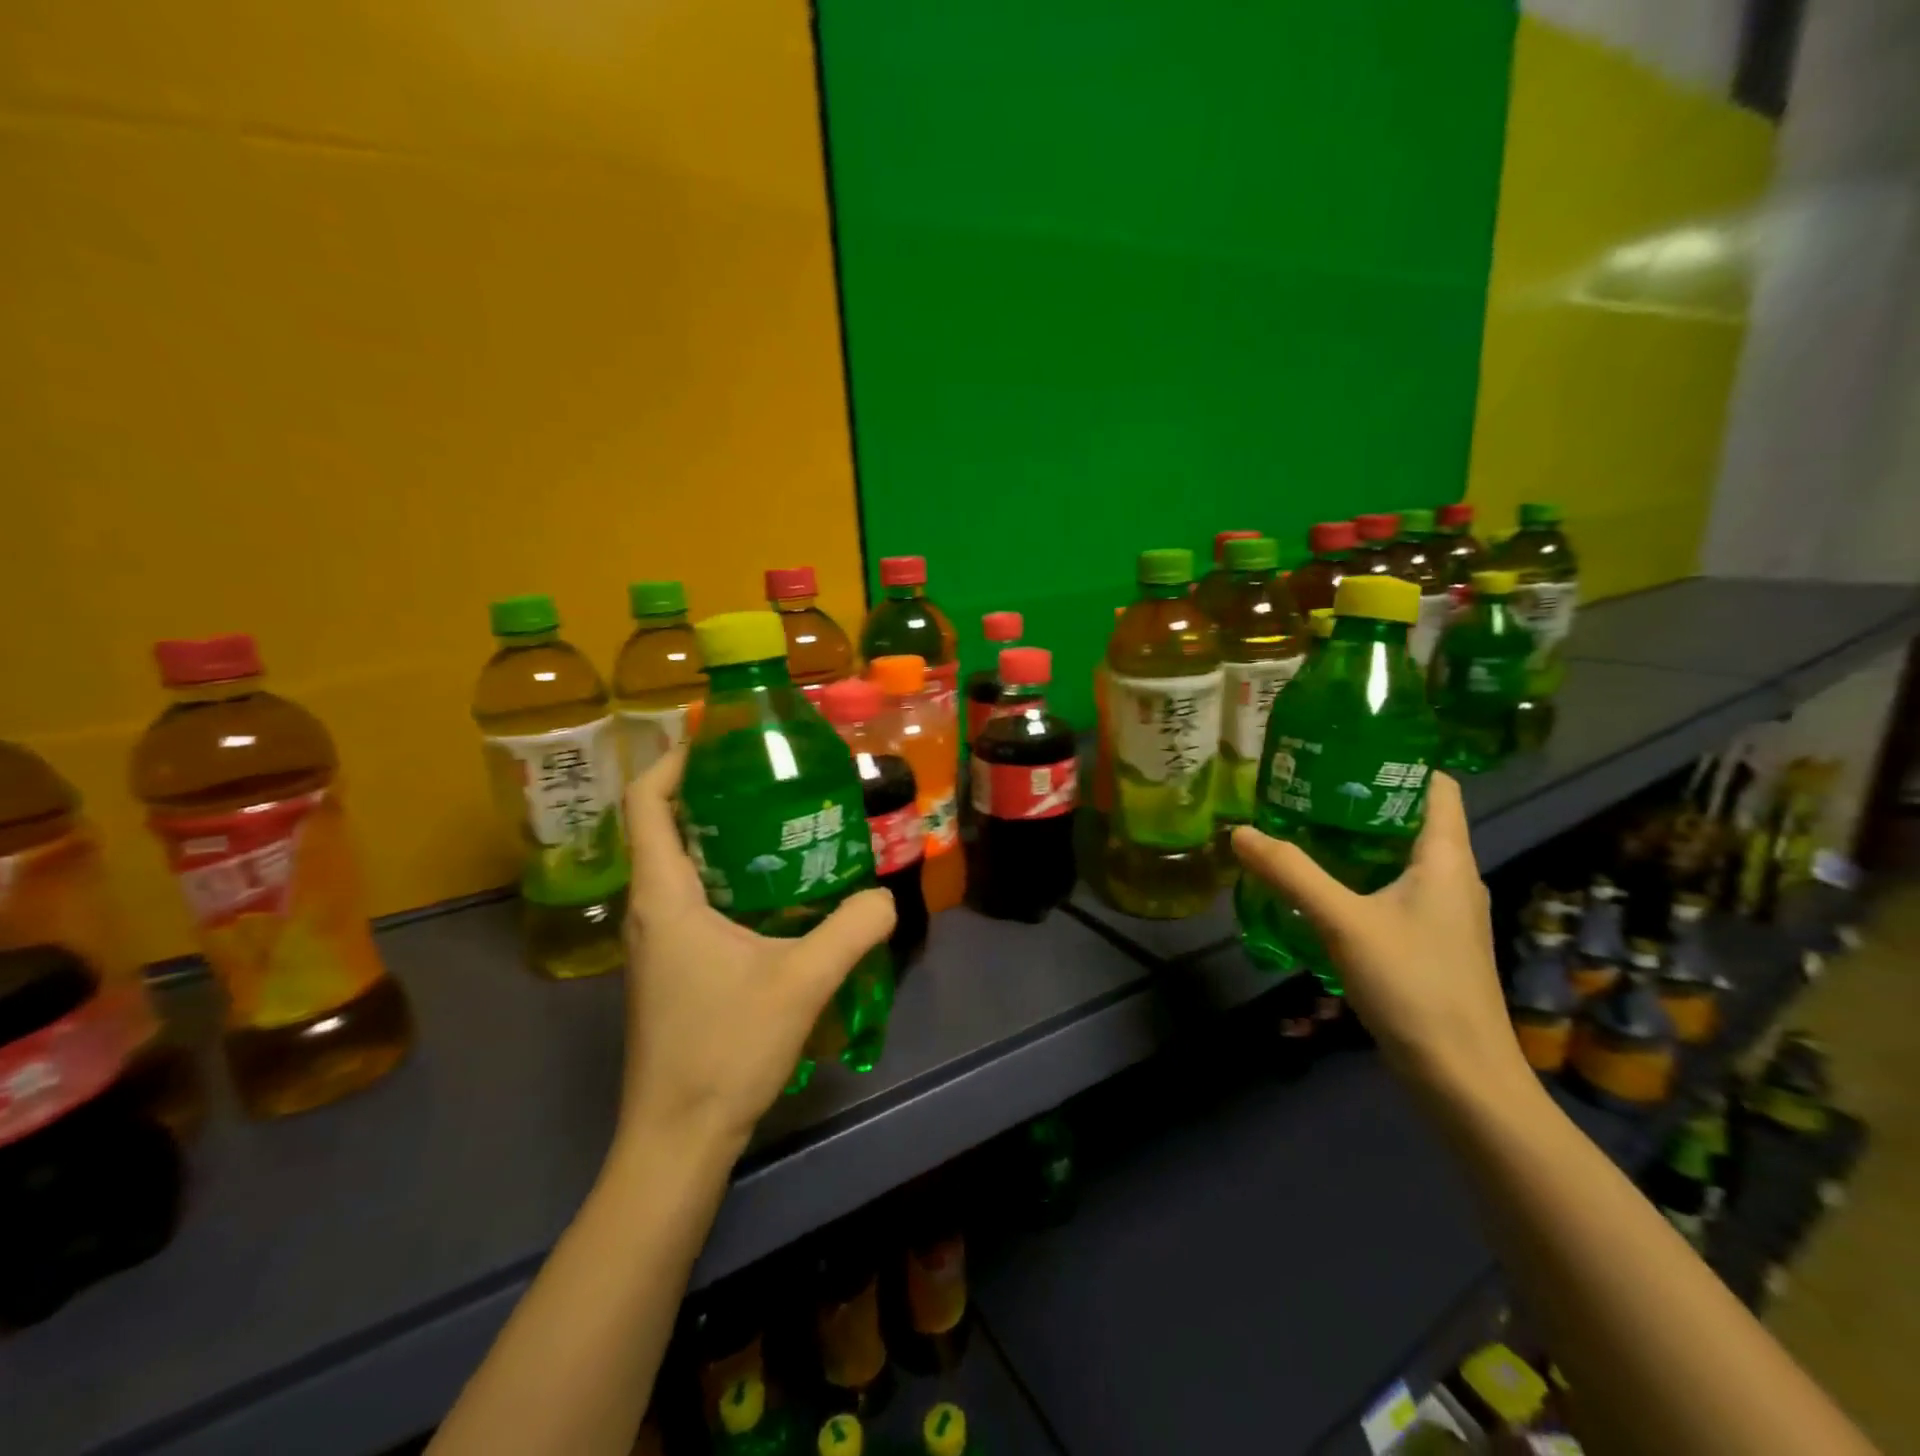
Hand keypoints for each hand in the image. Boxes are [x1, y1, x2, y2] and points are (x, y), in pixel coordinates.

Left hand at [617, 749, 895, 1153]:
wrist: (677, 1139)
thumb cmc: (725, 1049)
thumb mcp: (802, 981)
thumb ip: (852, 928)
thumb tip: (885, 895)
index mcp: (665, 896)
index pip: (645, 804)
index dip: (673, 761)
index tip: (718, 742)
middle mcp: (649, 910)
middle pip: (663, 827)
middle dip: (709, 794)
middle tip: (770, 780)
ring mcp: (655, 943)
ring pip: (679, 866)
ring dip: (720, 838)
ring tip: (780, 826)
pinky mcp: (670, 968)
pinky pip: (691, 900)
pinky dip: (725, 877)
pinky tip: (775, 895)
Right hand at [1230, 773, 1528, 1098]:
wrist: (1462, 1077)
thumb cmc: (1414, 985)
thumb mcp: (1343, 922)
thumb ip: (1291, 873)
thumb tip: (1239, 831)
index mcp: (1446, 858)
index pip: (1435, 786)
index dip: (1396, 761)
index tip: (1343, 750)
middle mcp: (1452, 877)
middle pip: (1411, 818)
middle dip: (1360, 799)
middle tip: (1304, 787)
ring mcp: (1444, 912)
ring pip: (1400, 856)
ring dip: (1357, 840)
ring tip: (1303, 828)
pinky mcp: (1431, 941)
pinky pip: (1394, 889)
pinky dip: (1360, 876)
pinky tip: (1322, 887)